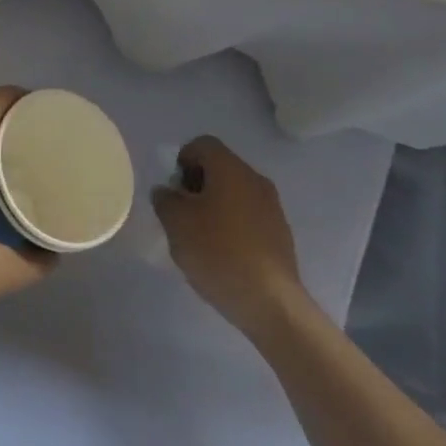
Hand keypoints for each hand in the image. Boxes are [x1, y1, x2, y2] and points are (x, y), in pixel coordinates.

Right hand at [151, 136, 313, 340]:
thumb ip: (165, 200)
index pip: (202, 144)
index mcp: (230, 169)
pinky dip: (232, 224)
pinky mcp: (280, 232)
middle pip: (220, 167)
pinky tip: (222, 253)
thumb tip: (167, 192)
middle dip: (196, 184)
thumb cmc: (218, 252)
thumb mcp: (176, 223)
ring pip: (235, 192)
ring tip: (199, 237)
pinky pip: (248, 215)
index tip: (173, 190)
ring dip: (214, 205)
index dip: (181, 160)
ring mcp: (272, 206)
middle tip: (181, 213)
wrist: (269, 301)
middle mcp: (255, 179)